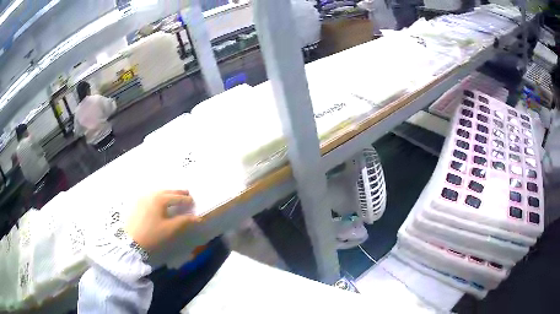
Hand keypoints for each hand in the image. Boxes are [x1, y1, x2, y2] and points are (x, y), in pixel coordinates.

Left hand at [125, 190, 200, 251]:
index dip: (186, 200)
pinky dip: (159, 196)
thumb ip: (184, 221)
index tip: (193, 202)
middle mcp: (151, 194)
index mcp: (160, 199)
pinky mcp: (137, 202)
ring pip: (158, 192)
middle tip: (187, 193)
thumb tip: (197, 217)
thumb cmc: (152, 235)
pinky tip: (160, 201)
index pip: (177, 197)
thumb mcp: (170, 229)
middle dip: (178, 193)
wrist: (131, 241)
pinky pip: (151, 195)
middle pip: (167, 191)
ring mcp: (142, 197)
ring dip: (168, 193)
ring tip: (174, 197)